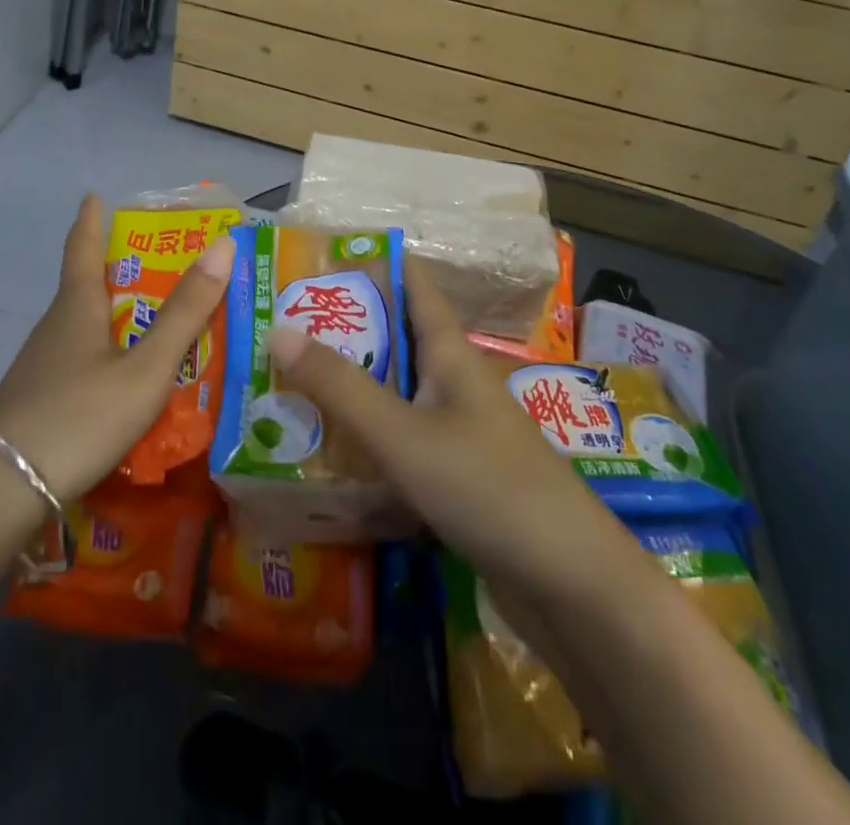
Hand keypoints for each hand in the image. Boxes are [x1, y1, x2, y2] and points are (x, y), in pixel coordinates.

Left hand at [0, 193, 233, 501]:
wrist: (4, 491)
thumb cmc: (81, 416)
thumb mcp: (145, 368)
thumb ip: (184, 313)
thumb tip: (222, 245)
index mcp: (77, 307)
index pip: (82, 247)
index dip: (90, 220)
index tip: (93, 195)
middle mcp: (54, 327)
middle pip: (85, 286)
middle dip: (116, 270)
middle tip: (157, 264)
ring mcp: (41, 365)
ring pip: (82, 327)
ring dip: (114, 316)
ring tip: (153, 323)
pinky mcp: (36, 399)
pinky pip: (78, 360)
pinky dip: (105, 353)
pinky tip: (123, 379)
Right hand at [267, 257, 644, 602]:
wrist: (571, 585)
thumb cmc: (489, 488)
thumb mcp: (404, 434)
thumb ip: (341, 387)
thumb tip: (278, 330)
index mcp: (450, 352)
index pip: (412, 283)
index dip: (369, 265)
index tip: (313, 264)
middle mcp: (454, 381)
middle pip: (394, 339)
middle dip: (342, 331)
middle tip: (278, 330)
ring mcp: (457, 430)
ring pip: (394, 393)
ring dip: (348, 387)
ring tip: (286, 385)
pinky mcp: (455, 476)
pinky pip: (400, 441)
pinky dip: (365, 438)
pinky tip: (326, 452)